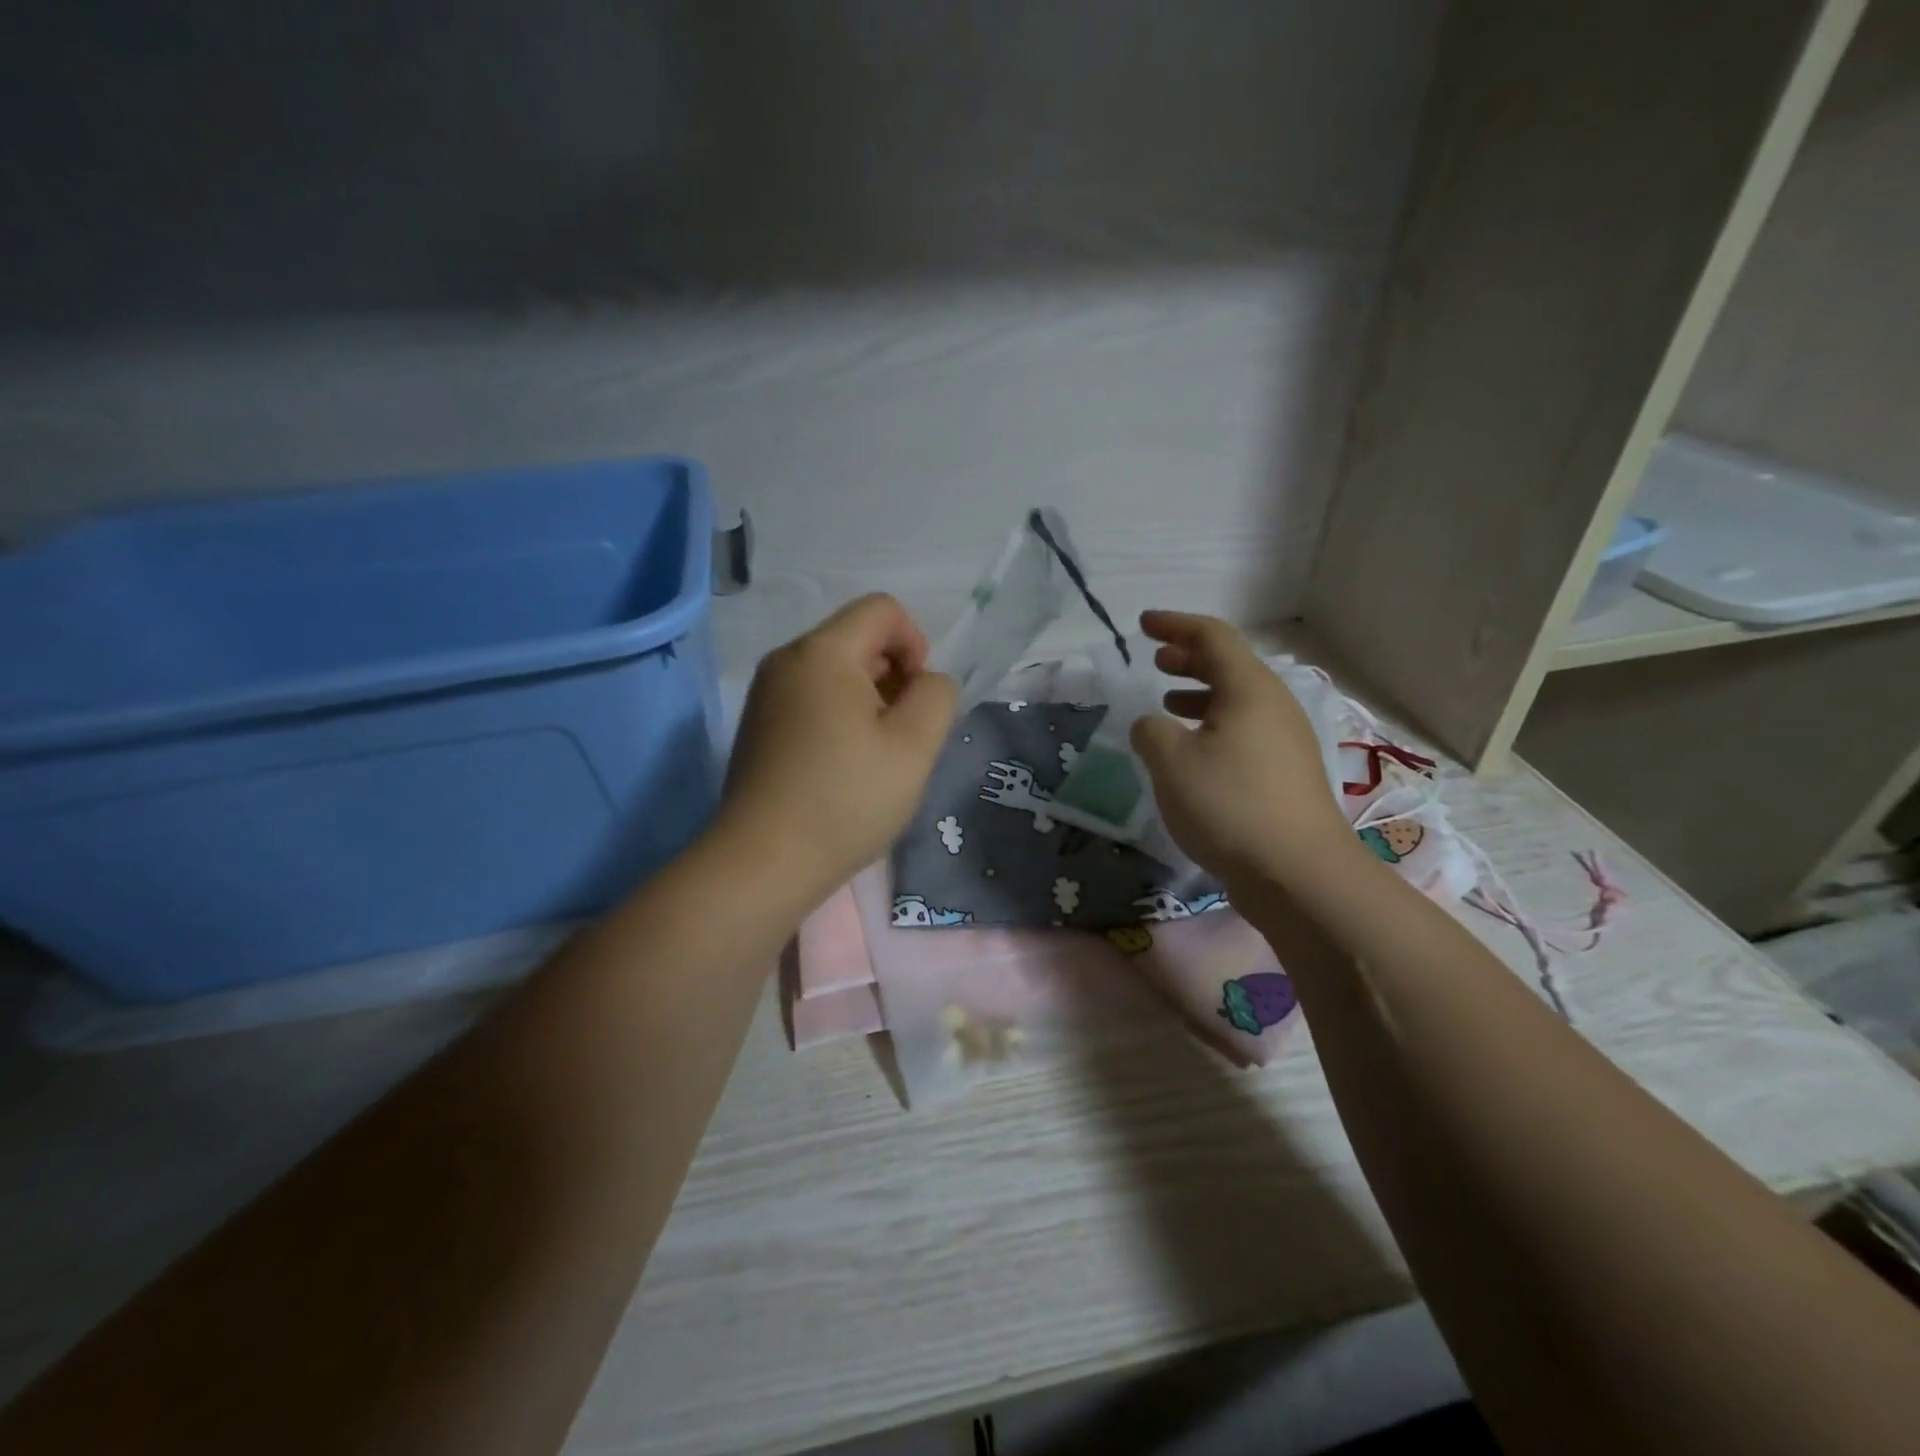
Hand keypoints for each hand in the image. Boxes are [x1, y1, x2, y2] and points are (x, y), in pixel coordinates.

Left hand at [720, 594, 956, 902]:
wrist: (762, 862)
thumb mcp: (914, 746)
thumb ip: (937, 696)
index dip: (917, 644)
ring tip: (875, 757)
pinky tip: (843, 767)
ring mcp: (766, 693)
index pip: (883, 609)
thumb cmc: (845, 799)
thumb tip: (925, 683)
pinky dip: (839, 717)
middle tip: (901, 736)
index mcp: (822, 652)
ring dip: (869, 700)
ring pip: (835, 672)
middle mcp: (786, 659)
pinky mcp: (758, 725)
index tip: (917, 700)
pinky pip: (812, 699)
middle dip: (894, 676)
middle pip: (858, 639)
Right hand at [1129, 611, 1357, 890]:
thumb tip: (1152, 725)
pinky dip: (1213, 725)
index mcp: (1249, 690)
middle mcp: (1273, 706)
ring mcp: (1285, 741)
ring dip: (1199, 694)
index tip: (1143, 624)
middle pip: (1230, 665)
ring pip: (1238, 701)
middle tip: (1157, 659)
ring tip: (1167, 703)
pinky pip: (1245, 731)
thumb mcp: (1171, 762)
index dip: (1175, 625)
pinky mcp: (1286, 774)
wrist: (1297, 873)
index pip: (1212, 637)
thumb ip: (1150, 731)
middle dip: (1189, 657)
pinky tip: (1193, 752)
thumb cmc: (1229, 805)